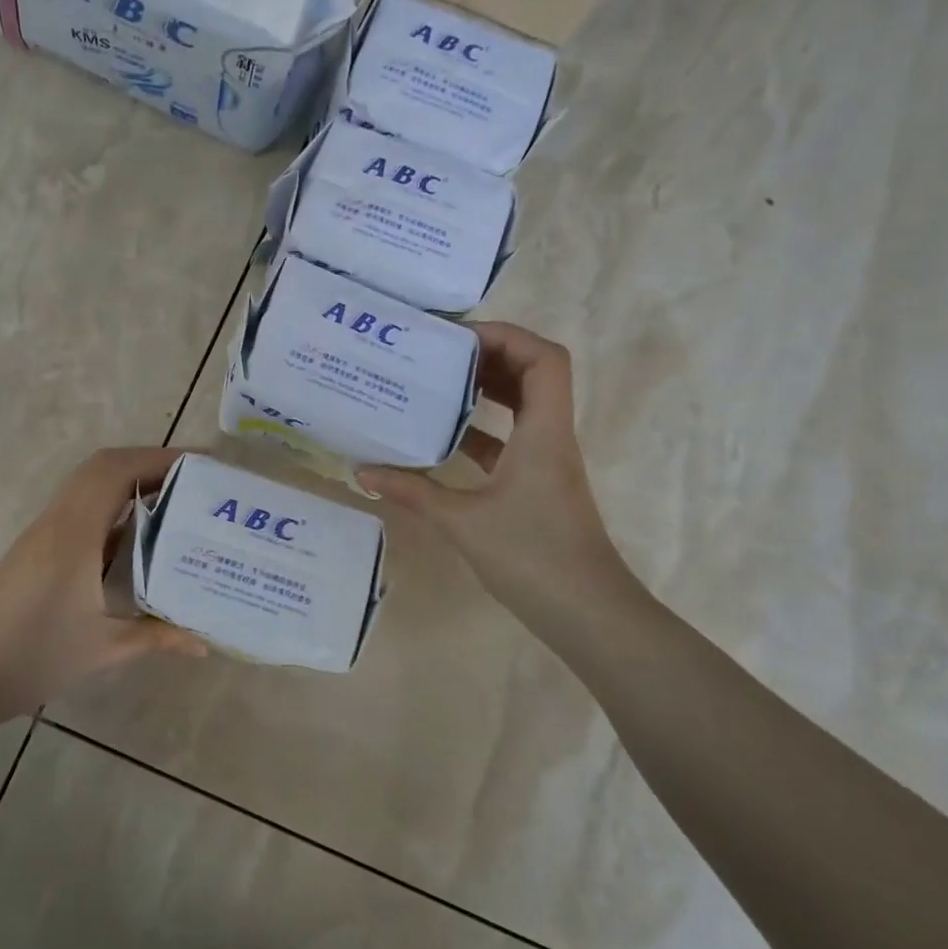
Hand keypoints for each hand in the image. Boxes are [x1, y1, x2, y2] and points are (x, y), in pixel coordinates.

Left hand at [0, 446, 207, 730]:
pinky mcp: (37, 547)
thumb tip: (203, 643)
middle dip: (150, 463)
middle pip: (103, 467)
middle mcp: (58, 520)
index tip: (202, 464)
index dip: (160, 458)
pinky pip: (80, 507)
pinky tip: (138, 533)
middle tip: (195, 480)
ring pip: (89, 485)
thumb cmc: (33, 657)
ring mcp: (44, 532)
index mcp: (75, 533)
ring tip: (175, 498)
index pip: (117, 471)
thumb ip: (157, 636)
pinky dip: (113, 504)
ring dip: (130, 480)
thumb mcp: (103, 648)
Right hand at [357, 324, 640, 639]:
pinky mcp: (537, 485)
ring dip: (485, 391)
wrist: (586, 612)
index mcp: (543, 432)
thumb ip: (412, 491)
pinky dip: (481, 430)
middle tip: (437, 355)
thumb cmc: (532, 556)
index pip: (544, 359)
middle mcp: (550, 437)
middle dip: (488, 357)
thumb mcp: (462, 521)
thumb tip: (361, 471)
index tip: (457, 338)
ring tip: (435, 384)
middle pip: (533, 374)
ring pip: (522, 407)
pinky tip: (443, 438)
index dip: (506, 336)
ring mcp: (546, 462)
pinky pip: (511, 440)